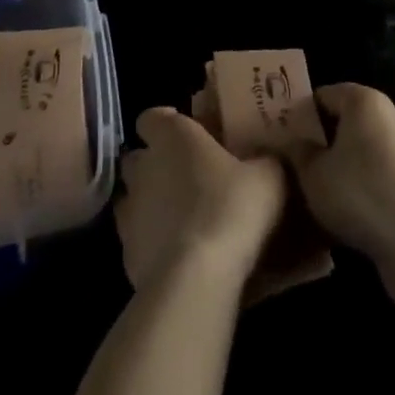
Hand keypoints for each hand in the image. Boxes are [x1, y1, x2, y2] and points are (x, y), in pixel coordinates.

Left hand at [115, 107, 288, 290]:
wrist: (196, 278)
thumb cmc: (232, 208)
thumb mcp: (268, 176)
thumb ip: (263, 160)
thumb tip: (265, 159)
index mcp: (173, 136)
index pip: (152, 117)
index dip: (166, 123)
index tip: (187, 134)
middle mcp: (144, 166)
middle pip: (139, 157)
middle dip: (155, 163)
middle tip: (187, 176)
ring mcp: (129, 210)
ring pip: (133, 197)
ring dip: (150, 202)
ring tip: (181, 217)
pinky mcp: (126, 252)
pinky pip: (136, 237)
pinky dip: (151, 241)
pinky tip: (177, 253)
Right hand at [288, 84, 394, 266]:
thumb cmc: (358, 192)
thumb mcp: (312, 174)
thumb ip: (298, 152)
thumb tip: (292, 142)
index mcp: (364, 100)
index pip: (325, 95)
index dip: (302, 114)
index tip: (285, 137)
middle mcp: (392, 115)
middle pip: (349, 120)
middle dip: (325, 139)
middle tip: (300, 164)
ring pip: (368, 149)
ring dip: (348, 164)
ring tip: (324, 192)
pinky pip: (386, 174)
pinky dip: (369, 185)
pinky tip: (353, 211)